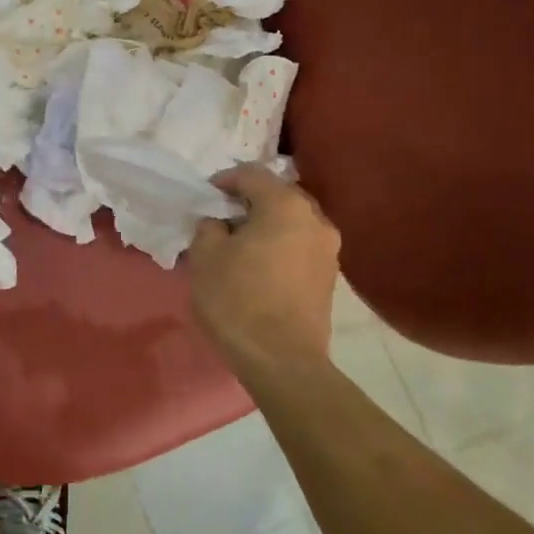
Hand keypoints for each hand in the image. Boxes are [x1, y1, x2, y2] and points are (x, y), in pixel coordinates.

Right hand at [188, 165, 341, 376]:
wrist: (282, 359)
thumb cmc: (237, 300)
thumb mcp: (205, 256)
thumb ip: (209, 227)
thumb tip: (220, 223)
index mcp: (285, 206)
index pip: (252, 174)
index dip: (224, 180)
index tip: (204, 198)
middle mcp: (315, 219)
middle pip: (277, 194)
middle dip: (248, 201)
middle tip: (221, 218)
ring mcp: (328, 249)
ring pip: (291, 221)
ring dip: (265, 224)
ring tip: (239, 244)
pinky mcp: (329, 276)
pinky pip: (299, 245)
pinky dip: (279, 245)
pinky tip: (258, 265)